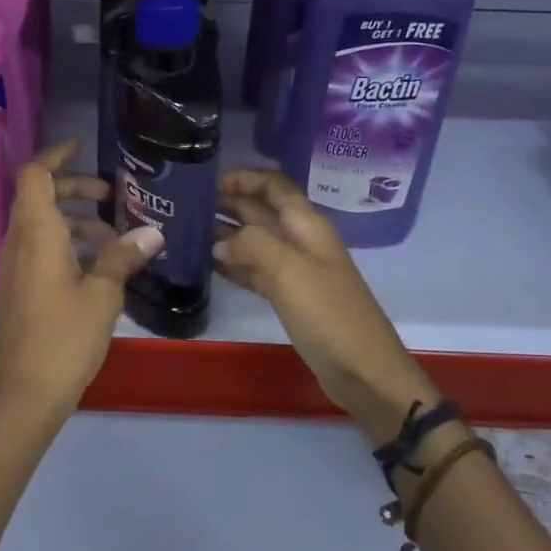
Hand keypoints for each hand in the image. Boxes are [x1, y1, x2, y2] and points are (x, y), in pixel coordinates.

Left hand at [0, 141, 163, 420]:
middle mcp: (18, 242)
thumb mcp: (102, 294)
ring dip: (74, 221)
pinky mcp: (18, 288)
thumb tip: (153, 232)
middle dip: (74, 189)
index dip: (55, 156)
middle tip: (110, 196)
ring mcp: (15, 266)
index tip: (81, 148)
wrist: (24, 392)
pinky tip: (97, 266)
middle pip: (39, 197)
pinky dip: (66, 244)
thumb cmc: (64, 336)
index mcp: (36, 233)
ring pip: (41, 225)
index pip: (35, 175)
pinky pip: (39, 249)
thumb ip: (123, 257)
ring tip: (114, 237)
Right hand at [212, 169, 434, 440]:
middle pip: (262, 211)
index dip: (244, 177)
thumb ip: (252, 245)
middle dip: (228, 203)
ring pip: (256, 241)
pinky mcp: (290, 298)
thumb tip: (220, 242)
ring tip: (188, 230)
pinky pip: (256, 271)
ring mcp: (296, 271)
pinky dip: (233, 265)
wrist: (364, 373)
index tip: (207, 179)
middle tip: (187, 204)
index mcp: (307, 226)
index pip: (274, 186)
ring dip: (226, 234)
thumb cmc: (329, 315)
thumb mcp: (289, 271)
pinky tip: (207, 265)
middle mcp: (301, 241)